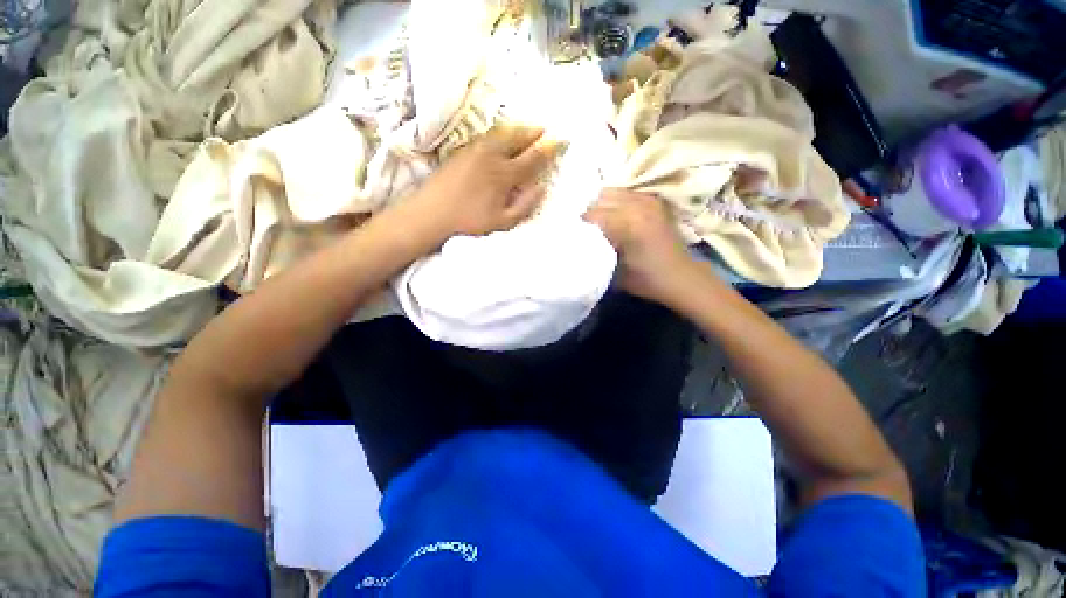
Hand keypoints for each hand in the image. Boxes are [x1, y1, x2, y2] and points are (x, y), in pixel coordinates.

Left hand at [408, 123, 561, 242]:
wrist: (431, 213)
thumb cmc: (469, 221)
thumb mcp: (502, 221)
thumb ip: (524, 204)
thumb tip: (541, 187)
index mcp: (504, 174)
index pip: (532, 157)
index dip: (548, 148)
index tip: (561, 139)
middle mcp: (491, 155)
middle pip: (517, 136)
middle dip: (534, 131)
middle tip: (545, 130)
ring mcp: (475, 150)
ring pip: (501, 132)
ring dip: (518, 129)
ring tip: (527, 130)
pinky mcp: (462, 150)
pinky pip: (488, 135)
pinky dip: (501, 132)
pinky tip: (502, 137)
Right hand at [583, 189, 700, 304]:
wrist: (681, 277)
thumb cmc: (645, 279)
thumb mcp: (613, 271)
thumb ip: (595, 252)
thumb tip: (579, 241)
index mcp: (626, 223)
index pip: (591, 214)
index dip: (580, 225)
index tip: (574, 235)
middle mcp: (637, 205)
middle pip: (600, 198)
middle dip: (590, 212)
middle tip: (585, 229)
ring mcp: (647, 200)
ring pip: (612, 192)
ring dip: (602, 205)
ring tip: (599, 222)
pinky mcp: (654, 202)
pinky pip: (626, 193)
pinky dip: (616, 202)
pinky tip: (615, 216)